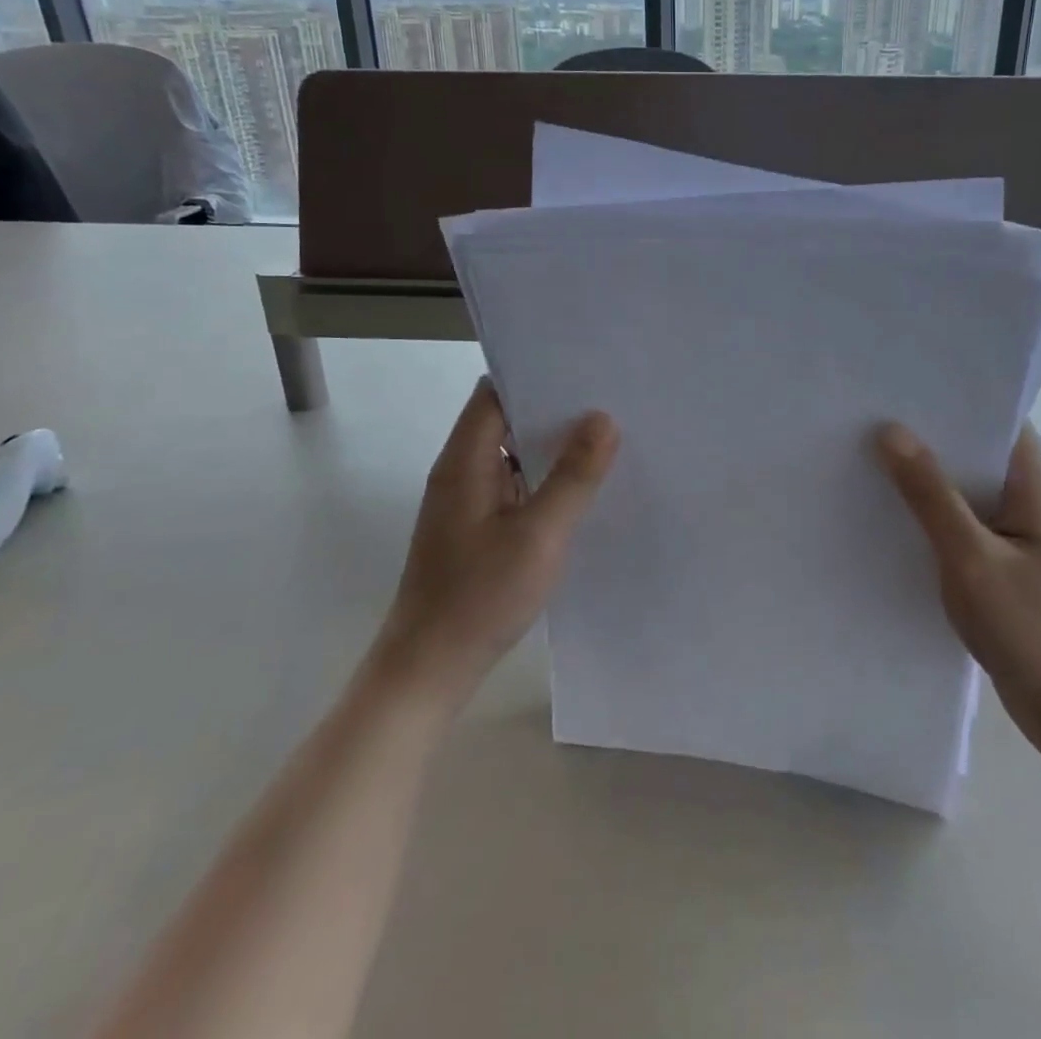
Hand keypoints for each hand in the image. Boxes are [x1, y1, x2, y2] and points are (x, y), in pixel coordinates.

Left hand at [377, 379, 618, 705]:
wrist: (430, 670)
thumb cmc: (480, 597)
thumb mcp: (539, 535)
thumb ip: (572, 476)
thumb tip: (603, 418)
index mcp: (464, 461)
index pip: (495, 393)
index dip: (535, 376)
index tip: (584, 370)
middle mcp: (461, 472)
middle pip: (506, 421)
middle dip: (554, 410)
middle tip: (610, 401)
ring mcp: (468, 502)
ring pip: (513, 455)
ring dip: (551, 446)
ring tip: (607, 435)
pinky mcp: (478, 529)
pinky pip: (515, 486)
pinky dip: (544, 479)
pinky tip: (582, 486)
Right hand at [877, 421, 1040, 739]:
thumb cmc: (1032, 627)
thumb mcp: (971, 556)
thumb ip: (930, 495)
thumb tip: (889, 431)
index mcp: (1030, 484)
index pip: (995, 418)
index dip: (951, 396)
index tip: (900, 381)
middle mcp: (1023, 500)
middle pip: (971, 452)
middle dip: (925, 434)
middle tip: (865, 414)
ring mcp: (1010, 535)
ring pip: (959, 491)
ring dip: (921, 478)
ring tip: (864, 454)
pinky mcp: (996, 566)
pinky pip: (955, 526)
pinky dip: (925, 516)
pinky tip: (884, 514)